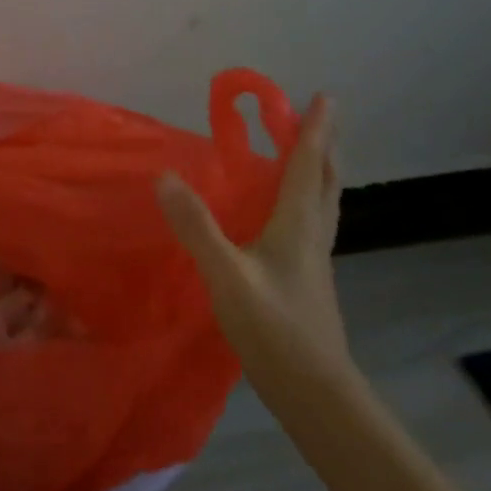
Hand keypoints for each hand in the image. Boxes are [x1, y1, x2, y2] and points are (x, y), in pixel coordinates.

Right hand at [157, 94, 349, 383]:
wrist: (316, 392)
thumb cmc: (274, 329)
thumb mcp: (226, 275)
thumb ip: (197, 227)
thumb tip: (165, 177)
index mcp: (297, 226)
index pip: (306, 166)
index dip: (313, 130)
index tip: (324, 97)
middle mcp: (313, 236)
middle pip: (325, 181)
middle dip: (323, 146)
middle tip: (318, 118)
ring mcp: (315, 261)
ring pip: (324, 204)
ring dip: (320, 172)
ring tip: (309, 156)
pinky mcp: (310, 281)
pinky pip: (313, 225)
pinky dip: (308, 202)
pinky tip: (289, 217)